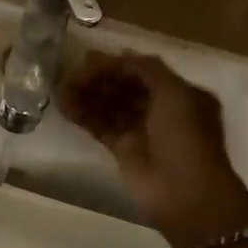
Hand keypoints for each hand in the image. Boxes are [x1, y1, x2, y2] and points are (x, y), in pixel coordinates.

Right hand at [62, 50, 247, 247]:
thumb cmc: (185, 137)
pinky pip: (101, 127)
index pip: (143, 72)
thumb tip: (120, 55)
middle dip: (99, 79)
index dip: (116, 64)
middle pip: (125, 87)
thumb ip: (147, 69)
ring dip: (87, 96)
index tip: (87, 59)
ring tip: (62, 89)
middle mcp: (162, 110)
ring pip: (110, 106)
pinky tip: (65, 106)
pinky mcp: (124, 151)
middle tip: (71, 75)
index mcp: (180, 94)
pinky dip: (84, 116)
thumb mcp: (174, 93)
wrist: (185, 193)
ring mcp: (142, 131)